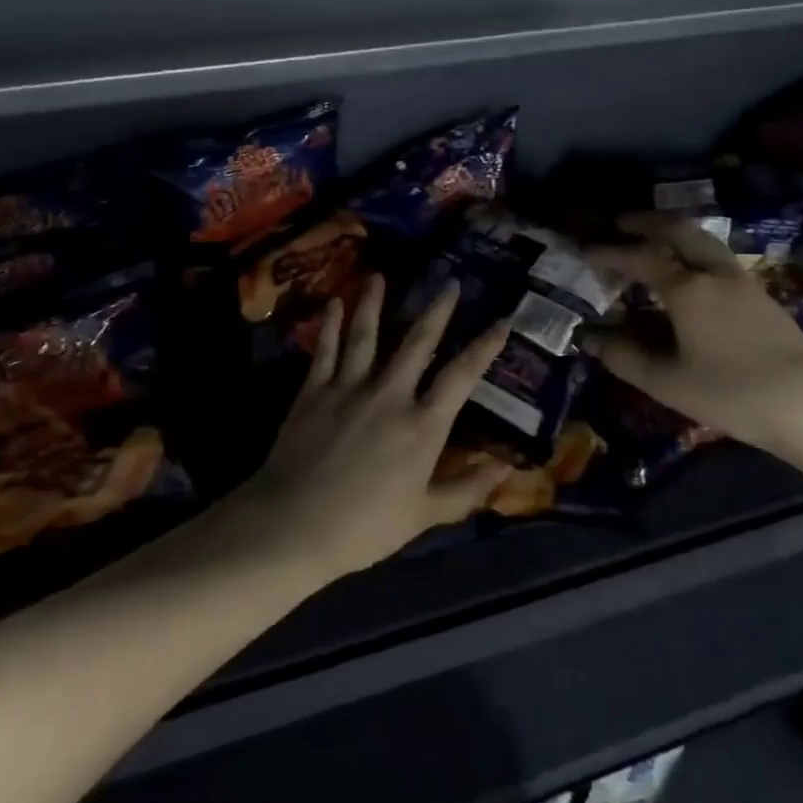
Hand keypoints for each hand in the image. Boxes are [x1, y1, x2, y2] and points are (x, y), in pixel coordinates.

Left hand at [241, 275, 512, 580]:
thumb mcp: (425, 516)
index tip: (502, 320)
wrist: (294, 524)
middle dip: (437, 310)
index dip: (485, 346)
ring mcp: (349, 388)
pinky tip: (335, 303)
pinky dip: (331, 325)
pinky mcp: (314, 391)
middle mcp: (390, 395)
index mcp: (423, 425)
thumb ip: (468, 490)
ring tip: (379, 276)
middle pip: (417, 342)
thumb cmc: (365, 527)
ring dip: (374, 302)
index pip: (462, 376)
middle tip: (449, 283)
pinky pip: (326, 349)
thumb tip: (508, 469)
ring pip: (366, 334)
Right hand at [588, 214, 802, 452]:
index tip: (586, 248)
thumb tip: (589, 338)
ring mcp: (744, 283)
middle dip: (647, 222)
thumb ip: (624, 357)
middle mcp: (715, 275)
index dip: (611, 251)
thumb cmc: (730, 393)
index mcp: (688, 290)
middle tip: (621, 222)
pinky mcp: (763, 298)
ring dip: (675, 233)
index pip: (641, 258)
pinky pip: (719, 259)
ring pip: (705, 241)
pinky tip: (691, 273)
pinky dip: (694, 252)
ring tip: (654, 239)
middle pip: (680, 232)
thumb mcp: (667, 382)